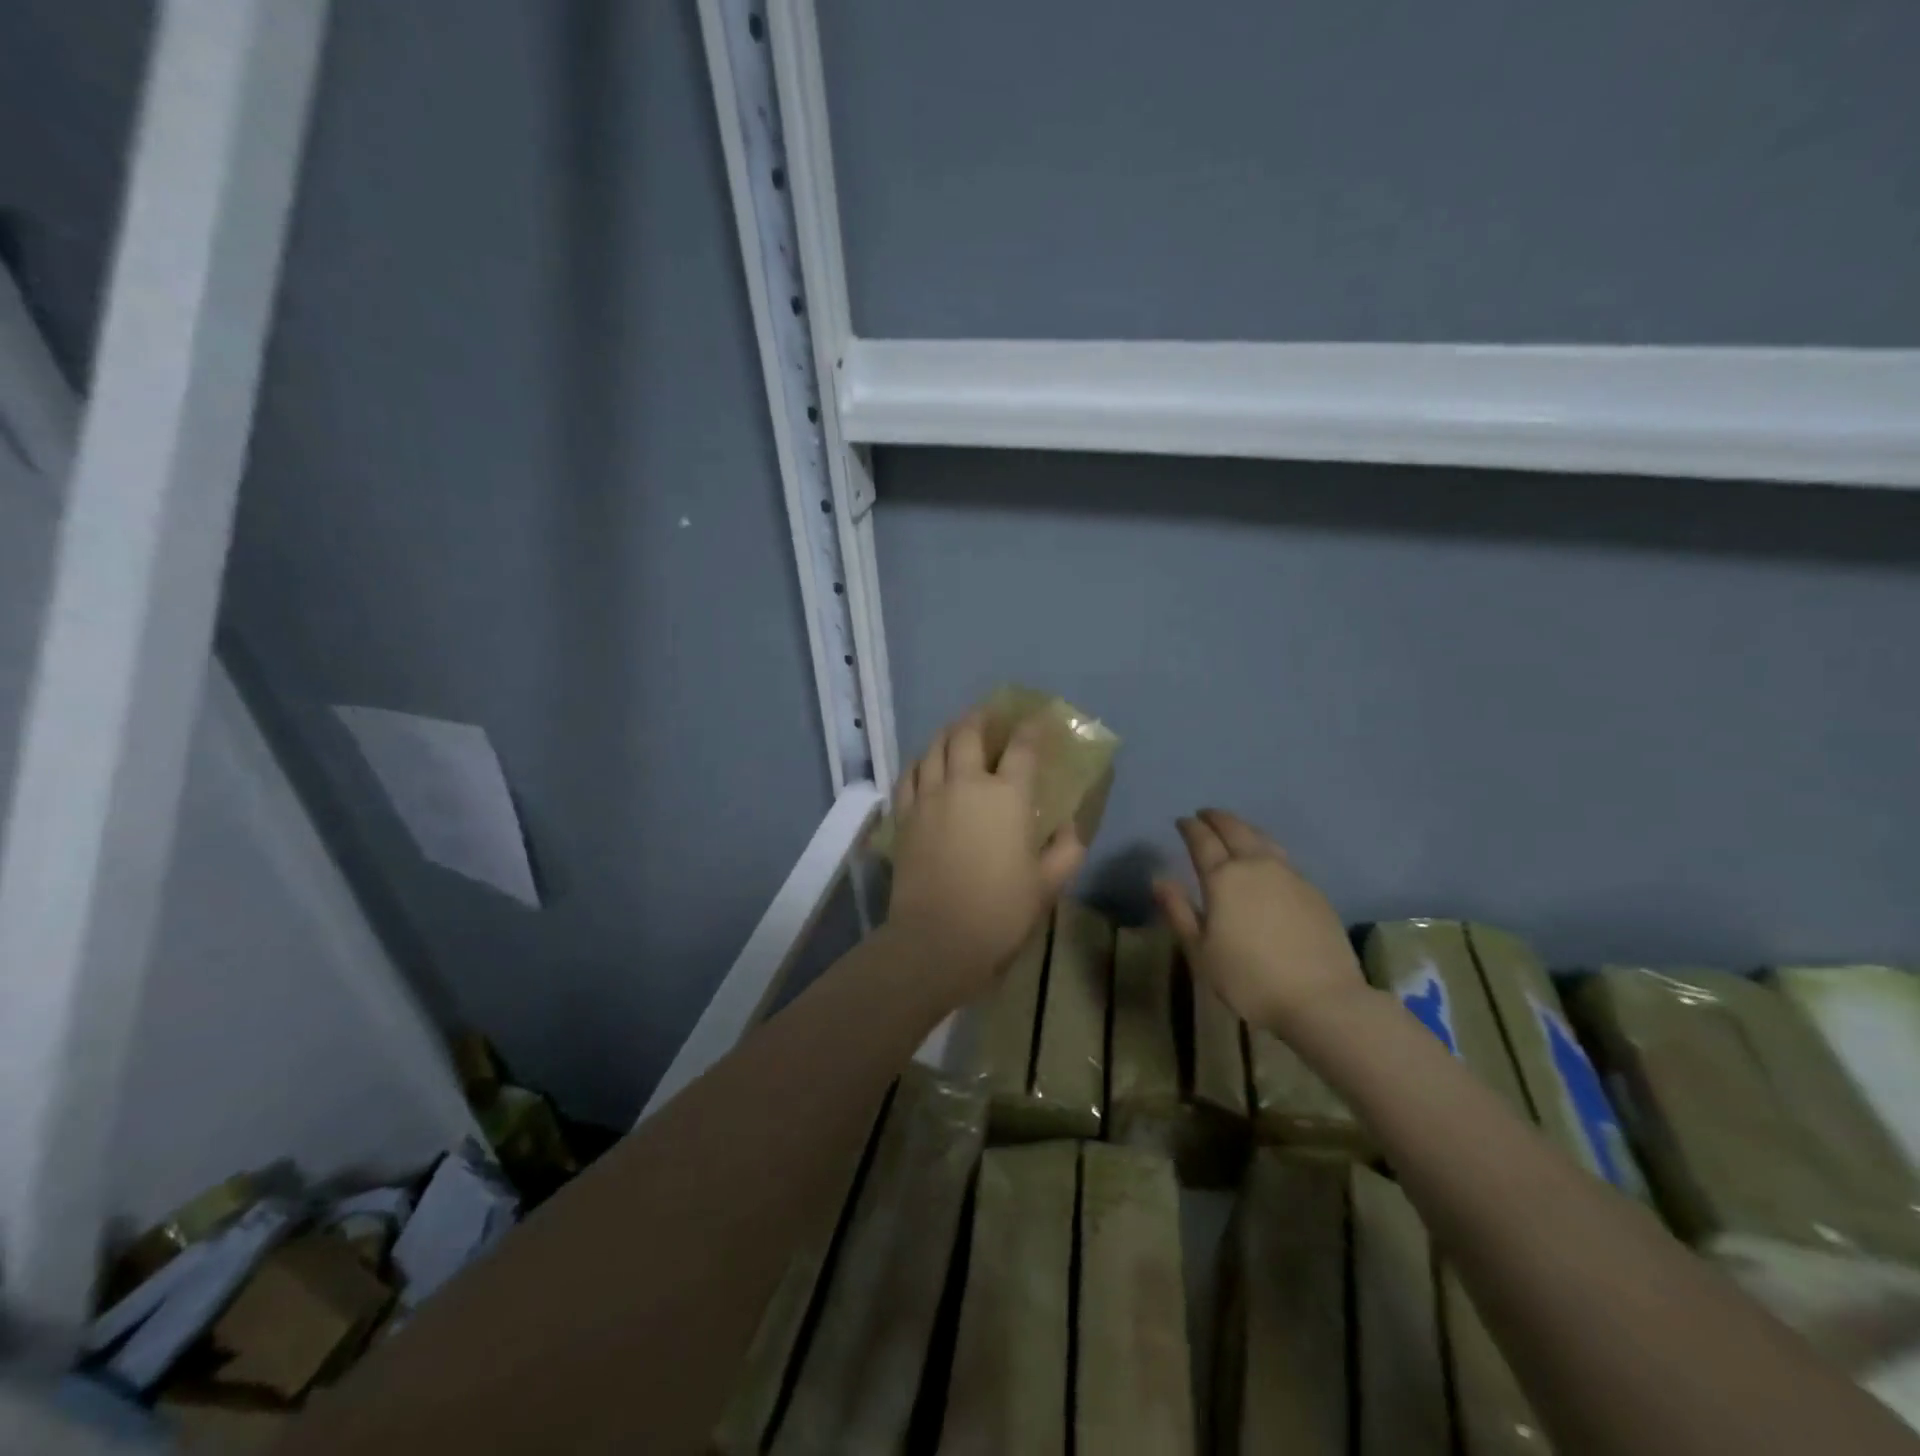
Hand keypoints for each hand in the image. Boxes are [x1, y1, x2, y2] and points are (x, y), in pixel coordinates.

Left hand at [888, 712, 1085, 1002]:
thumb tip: (1072, 826)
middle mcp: (966, 784)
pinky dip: (921, 760)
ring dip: (948, 732)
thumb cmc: (1001, 911)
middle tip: (990, 714)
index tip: (1040, 719)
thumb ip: (1066, 849)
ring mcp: (930, 796)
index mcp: (1007, 796)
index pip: (1023, 747)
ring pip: (934, 747)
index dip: (1033, 727)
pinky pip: (910, 774)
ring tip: (957, 731)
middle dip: (981, 717)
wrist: (938, 938)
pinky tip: (926, 763)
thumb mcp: (1048, 884)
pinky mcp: (905, 815)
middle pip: (968, 733)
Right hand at [1152, 808, 1366, 1035]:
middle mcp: (1255, 865)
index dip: (1189, 827)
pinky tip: (1264, 860)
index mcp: (1223, 878)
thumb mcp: (1200, 952)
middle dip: (1216, 818)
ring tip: (1233, 828)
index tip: (1181, 821)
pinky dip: (1265, 847)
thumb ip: (1179, 911)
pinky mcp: (1312, 890)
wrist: (1322, 999)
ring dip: (1243, 827)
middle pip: (1234, 829)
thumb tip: (1159, 879)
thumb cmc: (1249, 979)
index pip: (1202, 840)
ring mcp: (1289, 875)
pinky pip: (1282, 856)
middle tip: (1204, 815)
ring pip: (1262, 837)